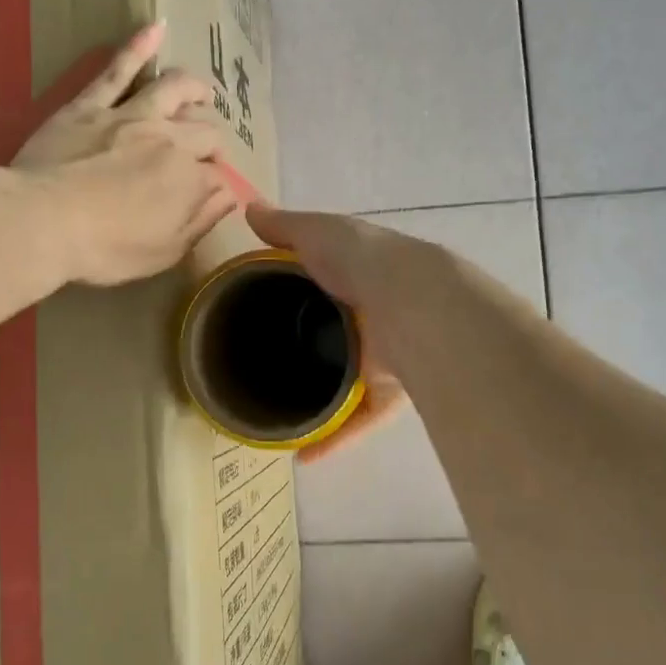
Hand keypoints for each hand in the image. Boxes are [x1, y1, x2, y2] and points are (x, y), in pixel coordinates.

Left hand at [14, 23, 237, 286]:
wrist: (41, 222)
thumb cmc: (105, 249)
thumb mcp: (163, 252)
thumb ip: (200, 221)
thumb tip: (228, 196)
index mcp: (189, 179)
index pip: (218, 176)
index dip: (218, 185)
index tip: (211, 195)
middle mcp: (169, 139)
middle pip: (204, 131)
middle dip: (212, 141)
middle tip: (207, 151)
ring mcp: (130, 116)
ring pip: (173, 89)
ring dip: (194, 88)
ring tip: (204, 92)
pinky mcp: (91, 105)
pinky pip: (118, 70)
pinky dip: (139, 46)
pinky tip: (155, 28)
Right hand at [246, 204, 409, 461]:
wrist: (415, 305)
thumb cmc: (363, 262)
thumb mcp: (320, 233)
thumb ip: (285, 227)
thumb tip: (250, 209)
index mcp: (358, 277)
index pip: (325, 284)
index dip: (298, 294)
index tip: (263, 311)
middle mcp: (372, 317)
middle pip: (335, 338)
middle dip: (310, 353)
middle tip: (267, 369)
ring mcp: (382, 356)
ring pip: (348, 383)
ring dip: (319, 402)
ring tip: (280, 417)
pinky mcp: (390, 392)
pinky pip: (360, 419)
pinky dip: (336, 438)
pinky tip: (305, 455)